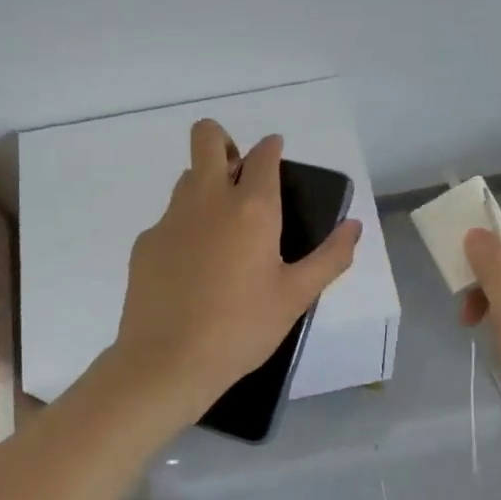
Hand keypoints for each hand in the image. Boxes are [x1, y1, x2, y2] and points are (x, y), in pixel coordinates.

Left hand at [113, 120, 360, 417]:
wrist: (167, 362)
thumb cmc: (242, 328)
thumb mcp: (297, 296)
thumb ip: (331, 257)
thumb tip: (354, 226)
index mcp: (252, 208)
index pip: (263, 154)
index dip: (272, 148)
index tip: (277, 156)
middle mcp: (208, 199)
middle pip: (207, 137)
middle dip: (223, 141)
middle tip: (239, 176)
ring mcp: (171, 218)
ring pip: (187, 177)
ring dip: (206, 185)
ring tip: (223, 230)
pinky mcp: (146, 242)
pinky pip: (170, 218)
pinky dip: (186, 228)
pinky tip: (194, 269)